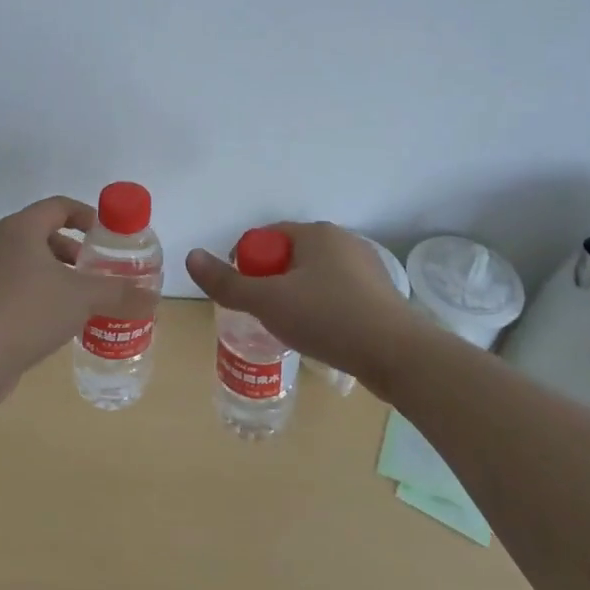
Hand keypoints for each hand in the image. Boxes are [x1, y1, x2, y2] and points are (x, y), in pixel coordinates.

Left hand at [0, 196, 154, 391]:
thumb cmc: (30, 310)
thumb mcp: (83, 297)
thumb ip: (119, 292)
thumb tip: (153, 295)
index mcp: (19, 228)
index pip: (57, 206)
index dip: (85, 215)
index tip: (105, 235)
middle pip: (41, 234)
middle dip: (71, 250)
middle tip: (95, 270)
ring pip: (25, 263)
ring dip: (54, 274)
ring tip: (80, 298)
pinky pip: (12, 287)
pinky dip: (36, 294)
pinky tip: (56, 320)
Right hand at [186, 222, 418, 385]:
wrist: (398, 355)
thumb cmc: (328, 319)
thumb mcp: (268, 302)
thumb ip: (227, 282)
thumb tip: (191, 256)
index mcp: (315, 233)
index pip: (266, 238)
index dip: (248, 265)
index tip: (245, 297)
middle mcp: (342, 241)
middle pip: (289, 257)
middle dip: (272, 283)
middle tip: (265, 315)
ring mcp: (365, 268)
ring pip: (314, 278)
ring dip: (297, 298)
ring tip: (293, 329)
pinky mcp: (380, 295)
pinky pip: (338, 295)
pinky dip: (323, 310)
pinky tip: (323, 335)